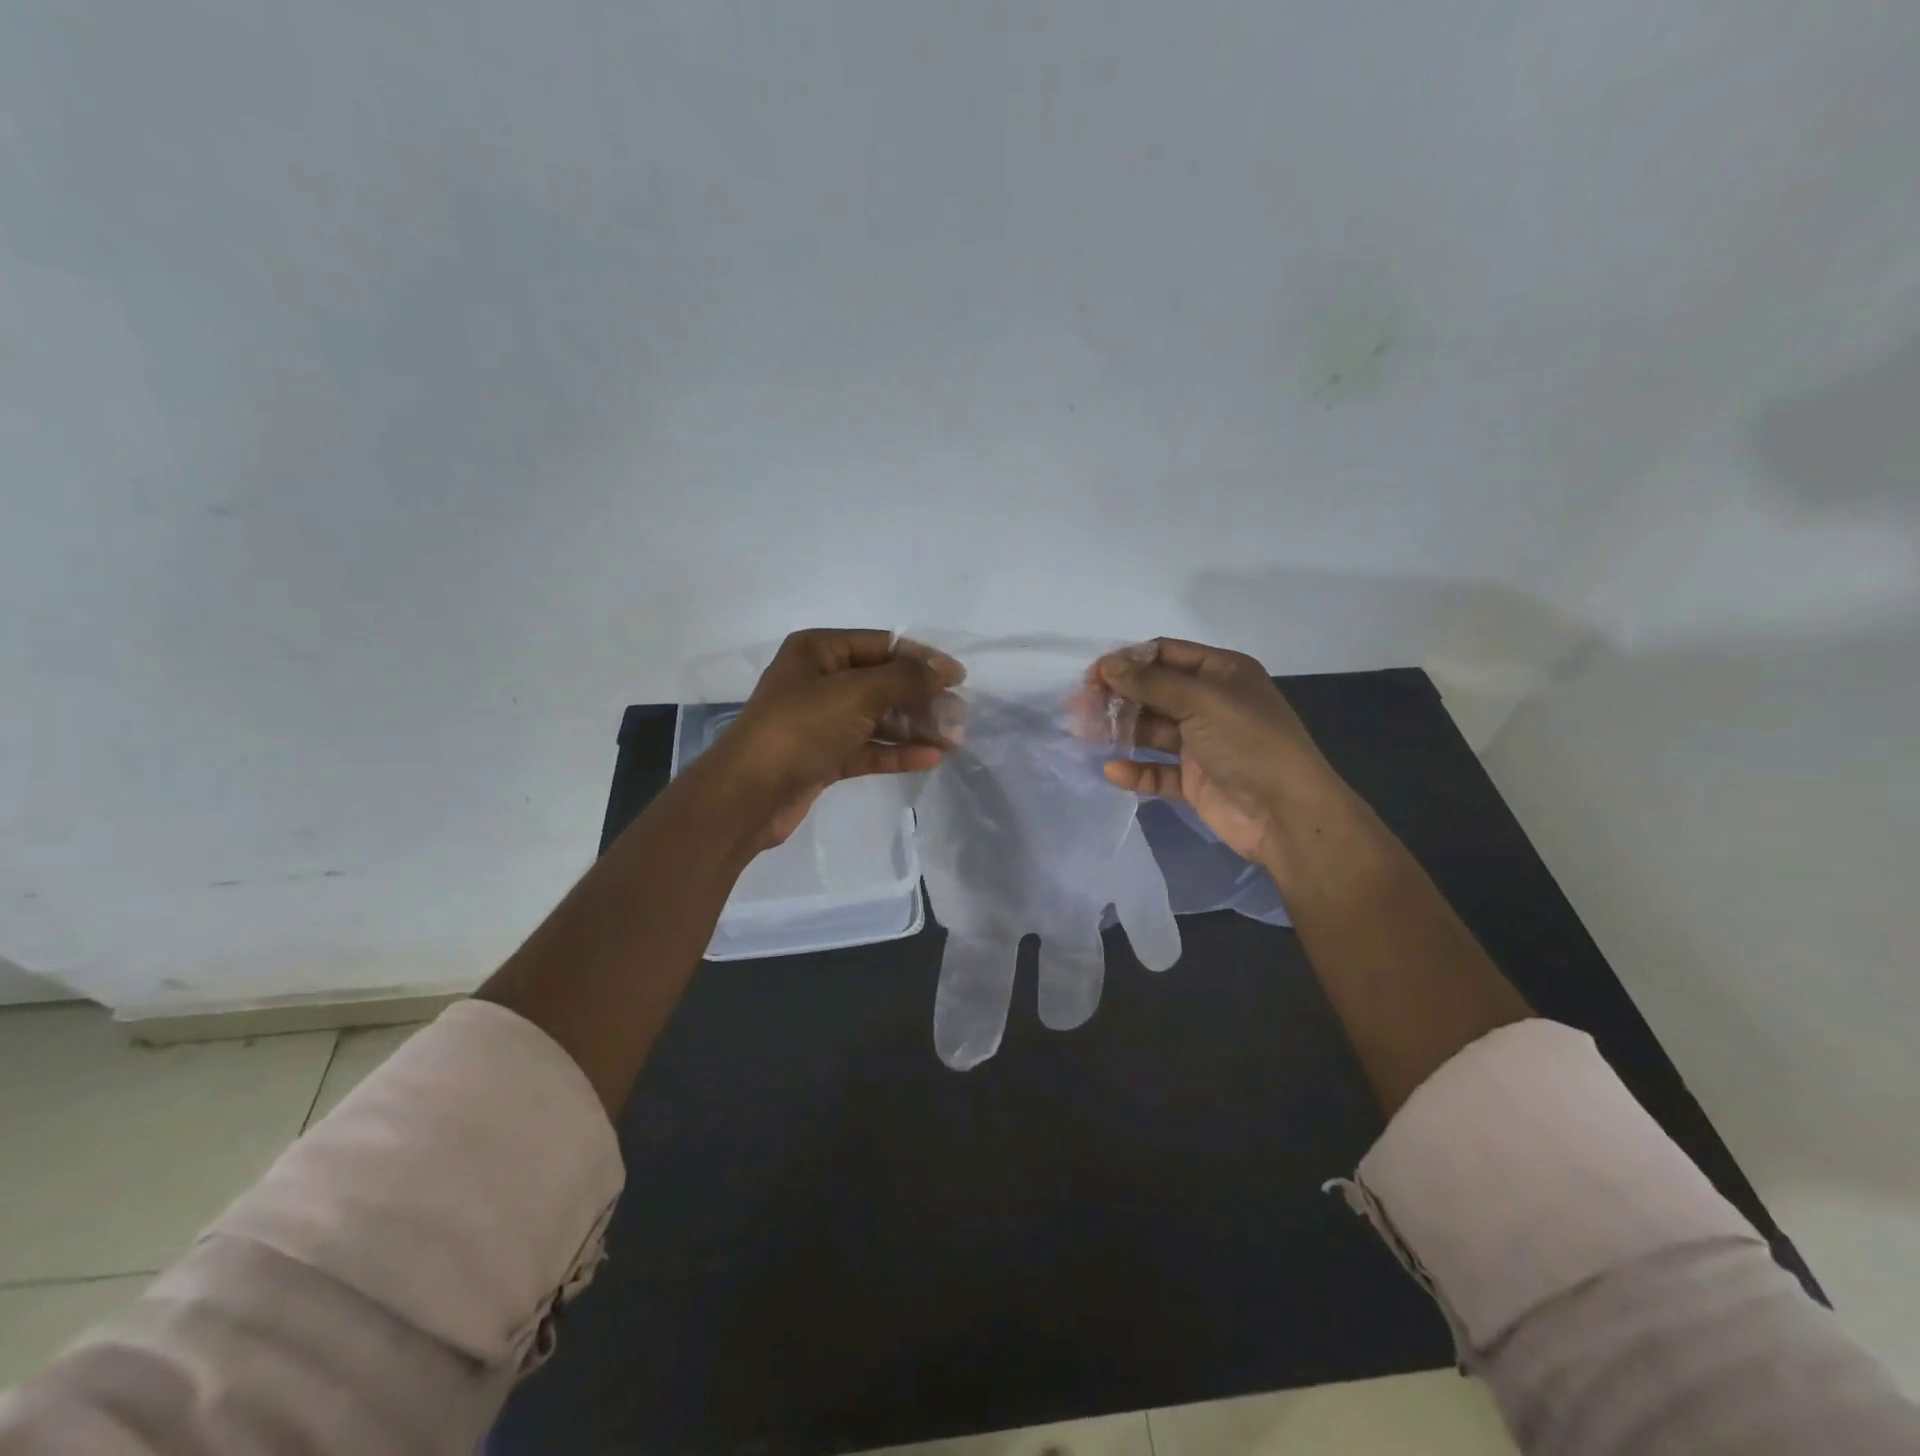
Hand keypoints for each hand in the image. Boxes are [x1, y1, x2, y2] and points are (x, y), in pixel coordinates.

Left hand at [697, 629, 964, 849]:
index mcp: (818, 650)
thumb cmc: (800, 729)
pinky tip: (930, 759)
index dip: (922, 659)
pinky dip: (896, 752)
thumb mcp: (856, 694)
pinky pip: (867, 748)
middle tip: (959, 716)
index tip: (959, 679)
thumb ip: (905, 679)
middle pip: (883, 682)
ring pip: (878, 717)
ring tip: (953, 740)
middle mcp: (819, 680)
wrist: (747, 795)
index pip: (883, 644)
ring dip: (914, 727)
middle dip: (922, 698)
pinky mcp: (823, 756)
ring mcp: (821, 720)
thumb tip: (946, 669)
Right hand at [1093, 638, 1348, 872]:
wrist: (1287, 815)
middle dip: (1117, 696)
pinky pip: (1158, 771)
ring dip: (1121, 731)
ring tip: (1085, 735)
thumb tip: (1107, 665)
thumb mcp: (1202, 701)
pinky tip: (1113, 771)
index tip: (1093, 676)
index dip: (1128, 661)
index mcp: (1222, 674)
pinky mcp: (1195, 780)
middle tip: (1080, 707)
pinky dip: (1136, 771)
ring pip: (1151, 730)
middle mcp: (1211, 704)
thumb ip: (1151, 683)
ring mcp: (1202, 744)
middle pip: (1153, 692)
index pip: (1165, 654)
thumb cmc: (1249, 744)